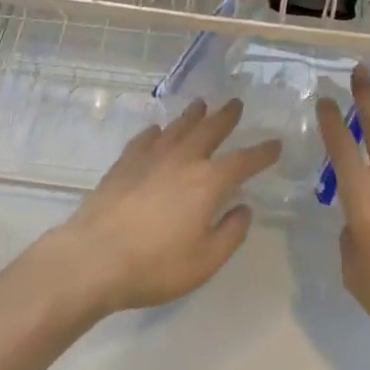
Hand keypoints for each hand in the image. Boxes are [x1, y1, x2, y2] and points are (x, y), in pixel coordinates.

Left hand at [51, 98, 279, 316]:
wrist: (94, 257)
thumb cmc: (155, 265)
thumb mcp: (205, 262)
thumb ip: (230, 233)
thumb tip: (244, 208)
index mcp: (208, 182)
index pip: (243, 161)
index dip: (262, 153)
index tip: (275, 144)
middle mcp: (183, 159)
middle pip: (210, 130)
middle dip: (226, 117)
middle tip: (236, 103)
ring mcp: (151, 157)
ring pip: (178, 127)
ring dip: (193, 115)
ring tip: (201, 104)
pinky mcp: (125, 162)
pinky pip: (146, 138)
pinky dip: (157, 132)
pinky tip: (158, 132)